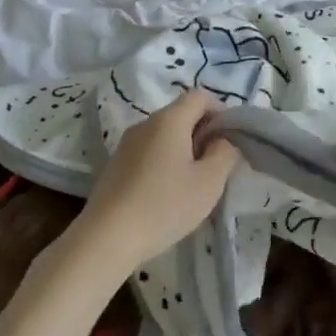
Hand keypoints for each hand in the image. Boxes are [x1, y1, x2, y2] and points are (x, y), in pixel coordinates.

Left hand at [65, 90, 240, 274]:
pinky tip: (166, 194)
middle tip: (215, 165)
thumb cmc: (165, 206)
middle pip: (181, 114)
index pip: (200, 96)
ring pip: (164, 135)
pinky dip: (164, 162)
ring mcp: (126, 145)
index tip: (229, 140)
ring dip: (184, 149)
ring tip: (192, 182)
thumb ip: (224, 153)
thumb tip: (222, 140)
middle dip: (203, 133)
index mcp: (169, 120)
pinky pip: (148, 152)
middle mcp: (145, 124)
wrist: (106, 239)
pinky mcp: (115, 166)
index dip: (220, 111)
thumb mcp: (209, 182)